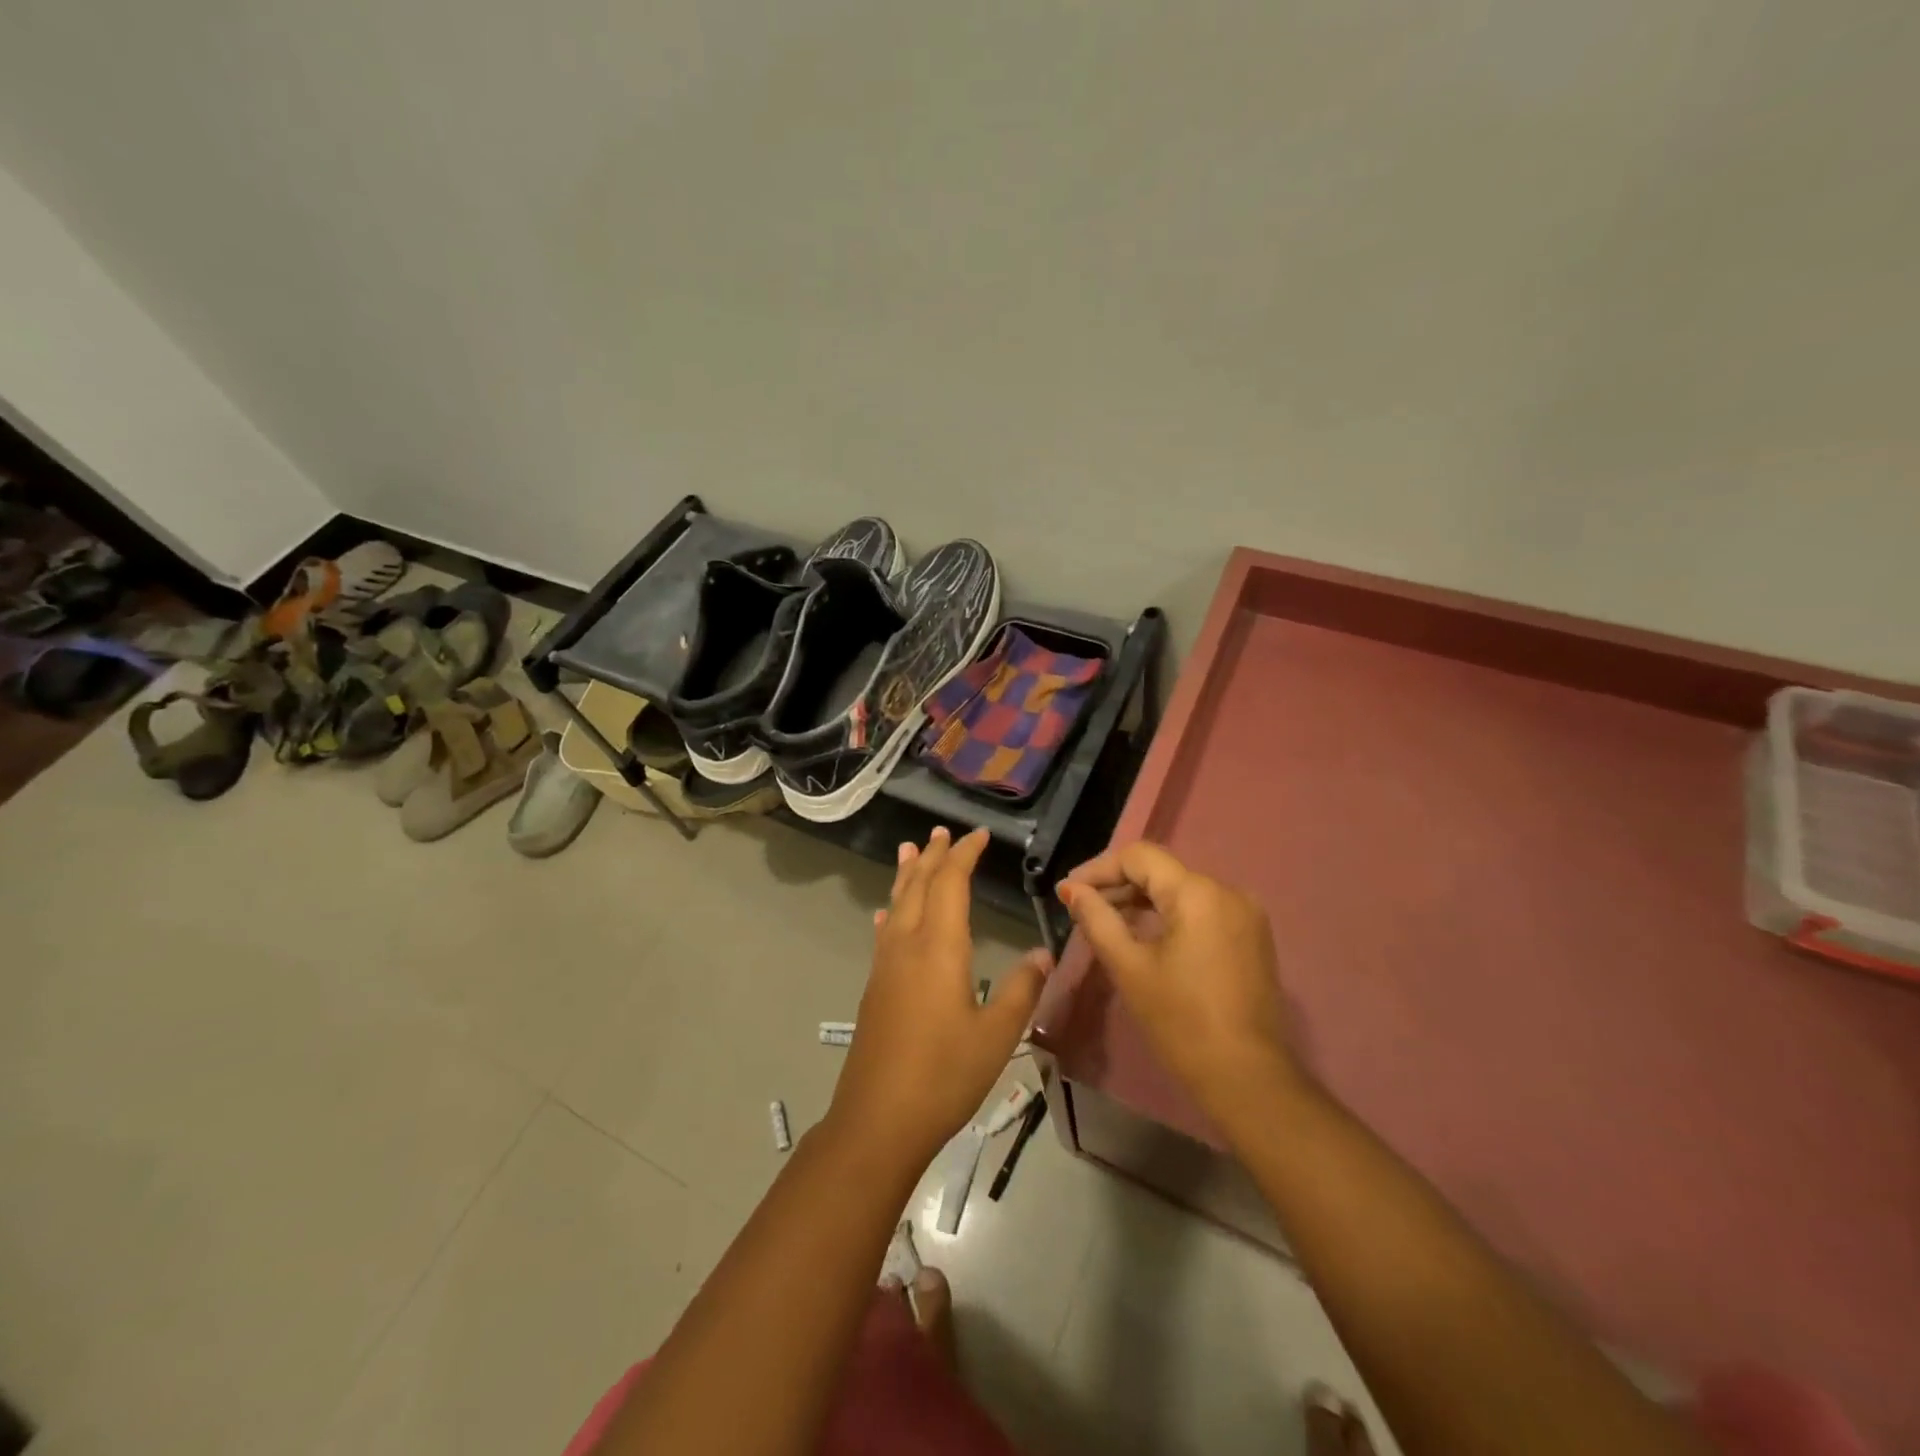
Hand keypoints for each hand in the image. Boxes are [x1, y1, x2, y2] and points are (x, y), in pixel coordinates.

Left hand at [828, 827, 1052, 1166]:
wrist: (878, 1120)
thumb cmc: (944, 1074)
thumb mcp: (997, 1035)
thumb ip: (1022, 989)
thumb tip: (1043, 952)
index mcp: (939, 947)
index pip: (950, 883)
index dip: (964, 855)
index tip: (979, 836)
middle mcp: (907, 945)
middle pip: (917, 885)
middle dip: (932, 856)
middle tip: (940, 831)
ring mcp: (886, 965)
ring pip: (896, 904)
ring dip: (906, 875)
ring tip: (909, 850)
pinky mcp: (875, 987)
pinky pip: (885, 932)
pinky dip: (891, 912)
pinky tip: (885, 915)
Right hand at [1061, 842, 1296, 1129]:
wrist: (1246, 1077)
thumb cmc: (1180, 1021)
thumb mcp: (1129, 967)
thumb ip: (1097, 919)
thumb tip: (1072, 890)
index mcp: (1198, 893)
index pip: (1140, 857)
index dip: (1099, 868)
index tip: (1068, 892)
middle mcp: (1227, 891)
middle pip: (1161, 871)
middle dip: (1118, 884)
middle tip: (1080, 907)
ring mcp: (1245, 914)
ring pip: (1181, 890)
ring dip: (1141, 900)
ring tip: (1105, 921)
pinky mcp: (1251, 936)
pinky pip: (1201, 910)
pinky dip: (1168, 915)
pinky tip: (1143, 934)